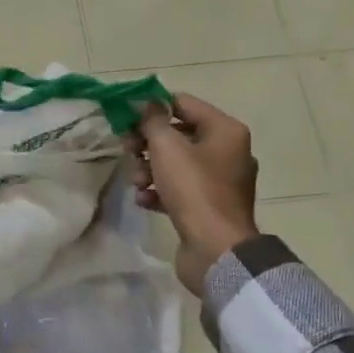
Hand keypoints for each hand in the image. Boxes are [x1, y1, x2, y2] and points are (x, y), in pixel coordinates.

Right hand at [128, 94, 259, 295]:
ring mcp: (220, 181)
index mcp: (225, 130)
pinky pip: (180, 188)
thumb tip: (145, 103)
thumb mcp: (166, 147)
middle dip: (147, 142)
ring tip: (137, 182)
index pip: (183, 103)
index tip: (125, 117)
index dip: (152, 107)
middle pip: (178, 134)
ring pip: (176, 163)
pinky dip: (160, 190)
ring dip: (149, 168)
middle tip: (127, 150)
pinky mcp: (210, 206)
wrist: (216, 248)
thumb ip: (152, 120)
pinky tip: (144, 200)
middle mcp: (228, 151)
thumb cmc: (193, 189)